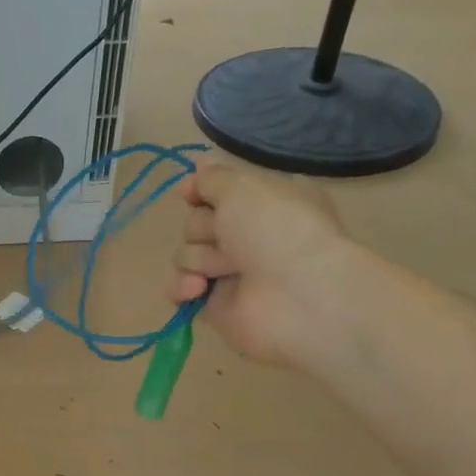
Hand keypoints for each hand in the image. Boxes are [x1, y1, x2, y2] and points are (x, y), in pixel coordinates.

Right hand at [166, 159, 353, 365]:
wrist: (295, 296)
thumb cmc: (275, 230)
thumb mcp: (243, 187)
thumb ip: (211, 179)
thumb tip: (195, 171)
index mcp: (265, 203)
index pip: (218, 192)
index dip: (201, 191)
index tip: (190, 193)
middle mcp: (248, 236)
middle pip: (196, 223)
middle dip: (202, 228)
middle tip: (225, 237)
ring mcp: (230, 272)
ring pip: (186, 254)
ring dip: (198, 258)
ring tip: (226, 269)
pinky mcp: (215, 304)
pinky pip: (180, 288)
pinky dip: (182, 287)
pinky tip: (196, 289)